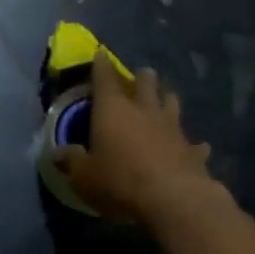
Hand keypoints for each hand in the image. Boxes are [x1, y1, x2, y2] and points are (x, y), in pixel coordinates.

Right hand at [54, 57, 215, 223]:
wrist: (174, 201)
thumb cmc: (120, 182)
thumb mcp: (84, 176)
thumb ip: (71, 161)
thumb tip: (57, 153)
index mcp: (113, 110)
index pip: (104, 78)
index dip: (101, 64)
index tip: (101, 52)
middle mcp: (144, 111)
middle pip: (146, 83)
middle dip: (142, 77)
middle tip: (142, 75)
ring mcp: (173, 129)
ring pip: (172, 104)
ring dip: (167, 101)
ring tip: (166, 100)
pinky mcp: (194, 151)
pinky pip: (194, 144)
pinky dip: (192, 145)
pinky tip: (197, 148)